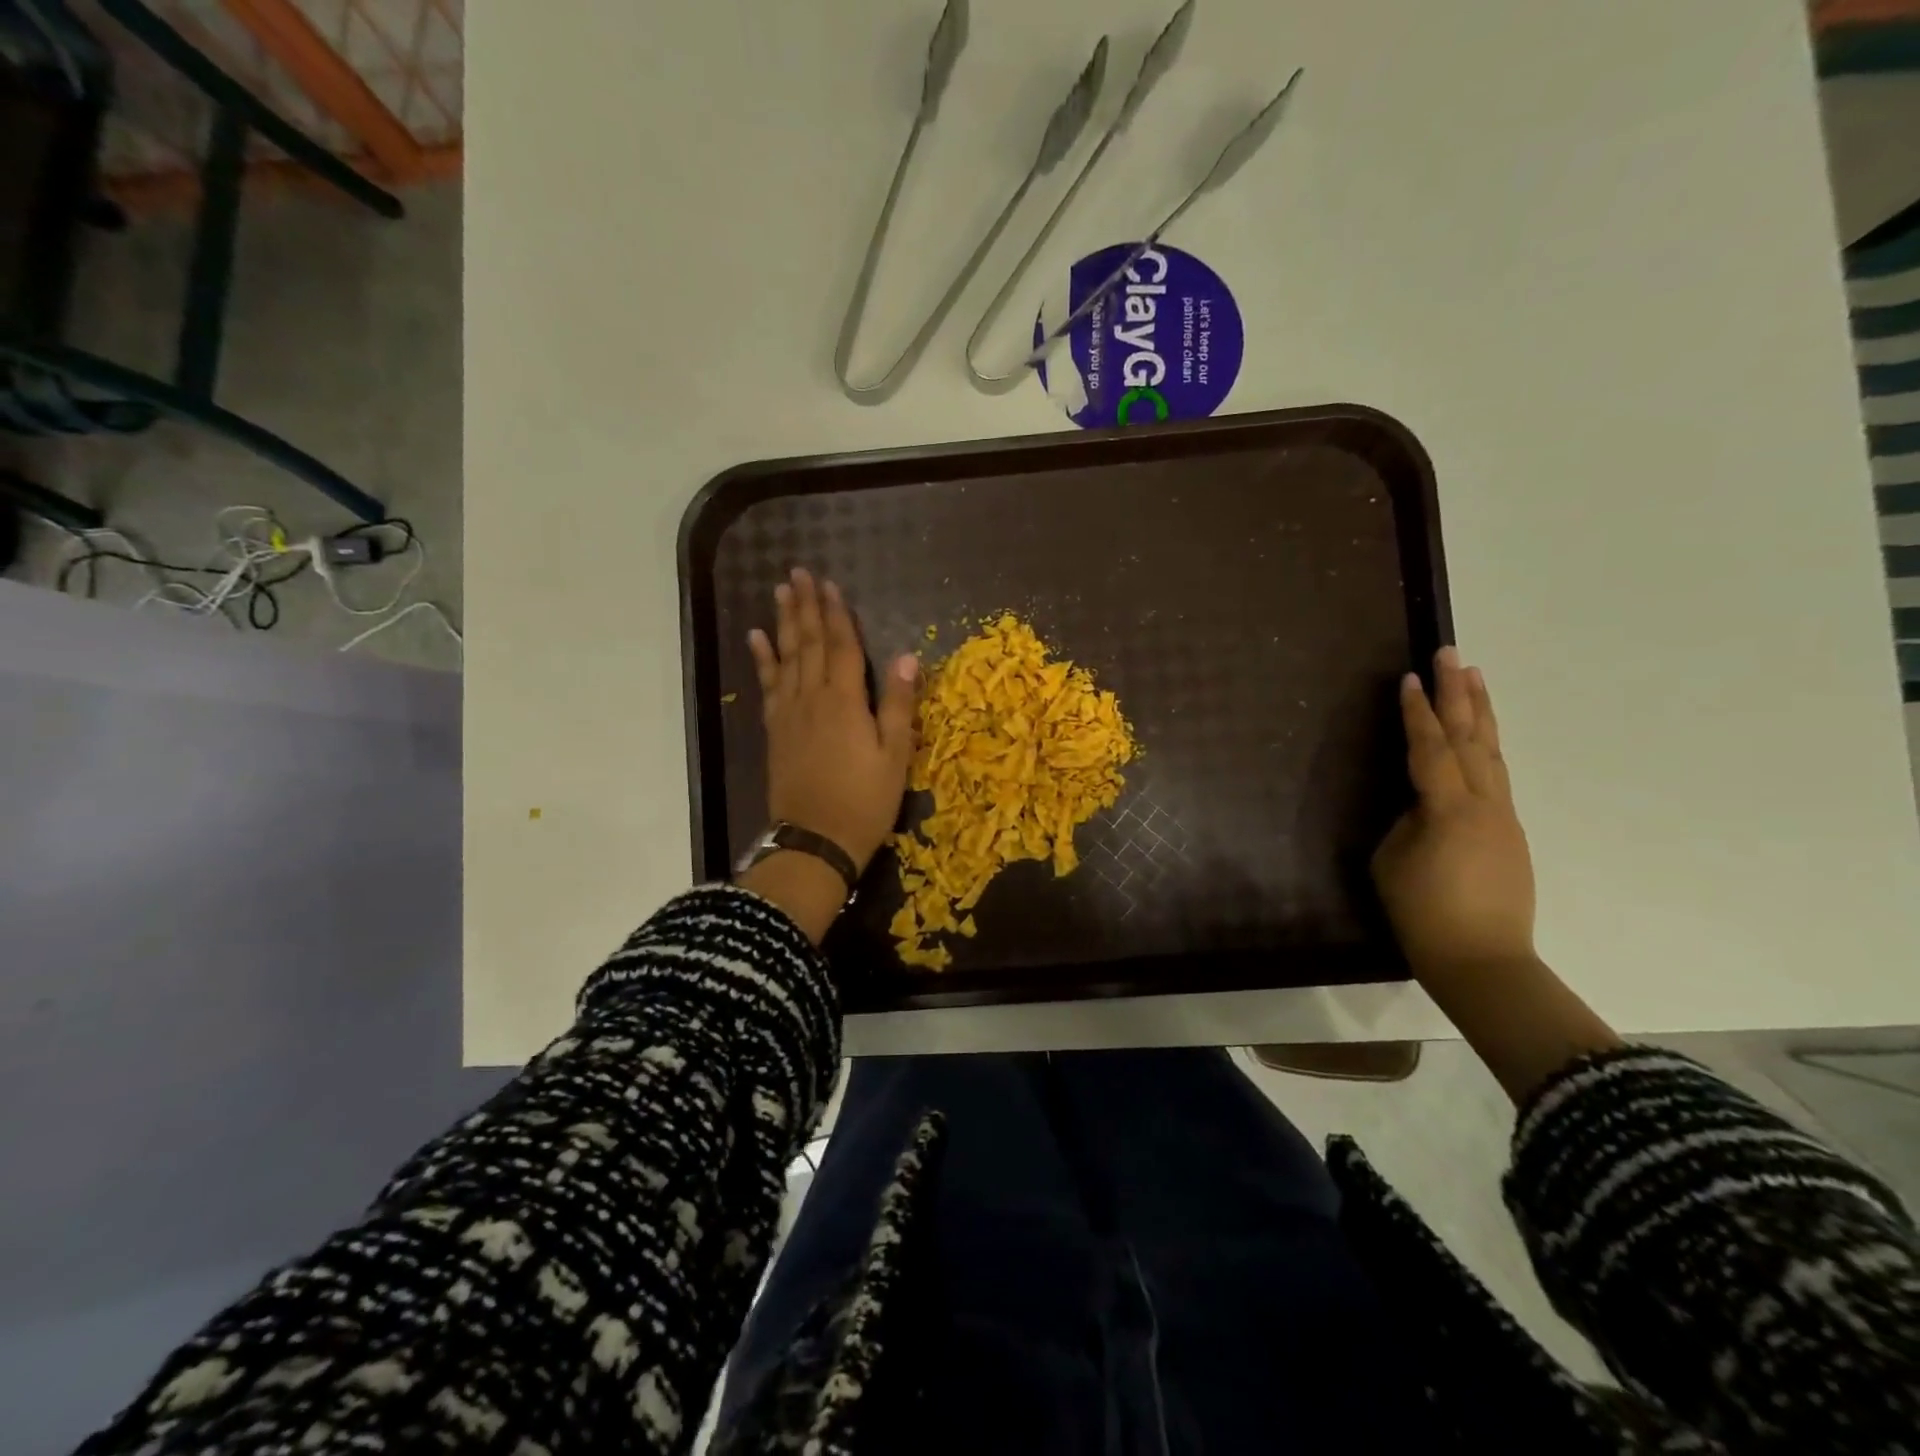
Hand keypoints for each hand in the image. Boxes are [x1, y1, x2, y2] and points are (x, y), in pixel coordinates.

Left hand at [747, 567, 918, 875]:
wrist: (816, 840)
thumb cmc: (865, 801)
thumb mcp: (895, 756)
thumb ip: (898, 705)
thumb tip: (907, 657)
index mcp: (846, 702)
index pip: (842, 647)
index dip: (837, 614)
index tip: (829, 584)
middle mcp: (813, 698)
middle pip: (809, 644)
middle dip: (805, 606)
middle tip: (798, 572)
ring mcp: (790, 714)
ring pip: (786, 658)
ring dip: (783, 622)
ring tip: (779, 592)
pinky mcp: (775, 731)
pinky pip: (768, 686)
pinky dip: (762, 660)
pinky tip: (757, 639)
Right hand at [1372, 647, 1535, 979]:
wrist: (1483, 962)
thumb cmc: (1424, 913)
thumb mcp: (1392, 861)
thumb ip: (1405, 821)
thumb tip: (1419, 805)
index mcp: (1449, 808)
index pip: (1430, 748)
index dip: (1417, 712)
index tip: (1408, 676)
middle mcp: (1484, 804)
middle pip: (1471, 737)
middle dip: (1459, 693)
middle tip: (1453, 653)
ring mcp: (1503, 818)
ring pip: (1492, 753)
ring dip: (1482, 712)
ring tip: (1475, 677)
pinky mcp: (1509, 834)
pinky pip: (1495, 776)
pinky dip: (1485, 747)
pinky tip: (1479, 739)